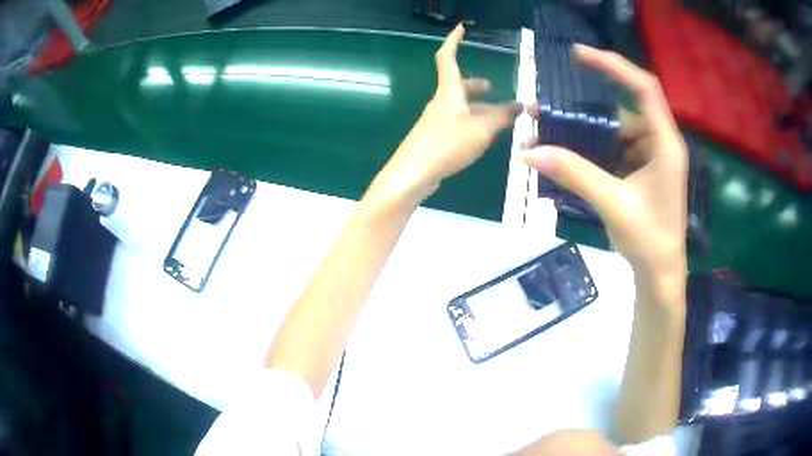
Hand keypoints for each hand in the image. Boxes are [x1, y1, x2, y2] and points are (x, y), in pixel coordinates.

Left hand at [372, 25, 521, 204]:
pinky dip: (474, 123)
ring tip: (500, 118)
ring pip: (461, 107)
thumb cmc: (447, 144)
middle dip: (476, 85)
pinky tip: (484, 137)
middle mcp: (441, 103)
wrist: (413, 174)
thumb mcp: (482, 129)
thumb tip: (520, 107)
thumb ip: (502, 117)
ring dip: (480, 107)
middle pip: (458, 86)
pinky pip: (458, 123)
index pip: (448, 58)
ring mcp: (437, 121)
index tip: (461, 28)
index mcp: (448, 92)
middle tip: (492, 88)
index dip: (454, 41)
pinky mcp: (436, 138)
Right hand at [523, 45, 687, 278]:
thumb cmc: (649, 240)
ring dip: (586, 134)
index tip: (579, 55)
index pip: (643, 88)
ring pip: (616, 132)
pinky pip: (615, 150)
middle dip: (586, 110)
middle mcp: (660, 143)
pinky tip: (571, 157)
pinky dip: (593, 151)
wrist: (660, 273)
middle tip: (548, 108)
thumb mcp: (613, 203)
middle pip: (623, 111)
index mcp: (666, 144)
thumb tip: (529, 153)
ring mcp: (651, 157)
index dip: (613, 65)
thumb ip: (574, 174)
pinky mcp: (642, 171)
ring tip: (551, 135)